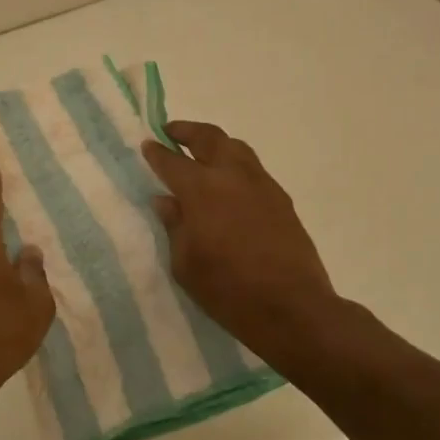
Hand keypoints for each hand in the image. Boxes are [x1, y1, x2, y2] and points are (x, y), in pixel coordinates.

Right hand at [142, 121, 338, 370]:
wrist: (291, 308)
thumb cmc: (227, 290)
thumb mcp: (185, 263)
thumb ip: (174, 225)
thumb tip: (166, 201)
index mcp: (202, 190)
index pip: (172, 162)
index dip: (157, 153)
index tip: (147, 145)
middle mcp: (233, 176)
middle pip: (210, 138)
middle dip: (187, 131)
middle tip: (171, 132)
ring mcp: (262, 185)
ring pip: (237, 148)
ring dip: (215, 144)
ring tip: (201, 152)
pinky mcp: (281, 200)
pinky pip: (253, 169)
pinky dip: (235, 165)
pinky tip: (228, 183)